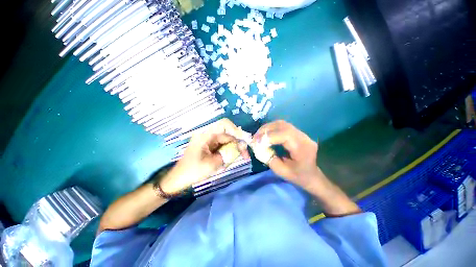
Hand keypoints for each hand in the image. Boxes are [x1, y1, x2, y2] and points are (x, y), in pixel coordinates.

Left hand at [161, 119, 249, 192]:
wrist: (179, 179)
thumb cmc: (193, 171)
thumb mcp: (213, 163)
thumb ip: (229, 153)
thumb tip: (241, 146)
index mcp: (205, 135)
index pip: (224, 124)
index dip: (236, 130)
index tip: (243, 142)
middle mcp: (208, 134)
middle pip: (228, 134)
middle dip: (238, 144)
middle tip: (245, 156)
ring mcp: (209, 140)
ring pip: (227, 141)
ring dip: (234, 149)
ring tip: (238, 160)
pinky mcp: (210, 145)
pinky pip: (223, 146)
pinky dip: (229, 152)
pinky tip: (229, 160)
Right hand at [253, 120, 319, 189]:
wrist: (313, 175)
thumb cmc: (299, 176)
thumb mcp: (282, 172)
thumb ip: (269, 159)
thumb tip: (258, 147)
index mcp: (302, 148)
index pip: (285, 135)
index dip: (269, 136)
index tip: (257, 142)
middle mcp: (303, 137)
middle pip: (282, 126)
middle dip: (266, 130)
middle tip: (255, 137)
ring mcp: (301, 133)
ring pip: (282, 123)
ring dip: (268, 128)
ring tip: (259, 135)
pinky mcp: (297, 132)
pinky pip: (282, 126)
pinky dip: (272, 128)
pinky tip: (266, 134)